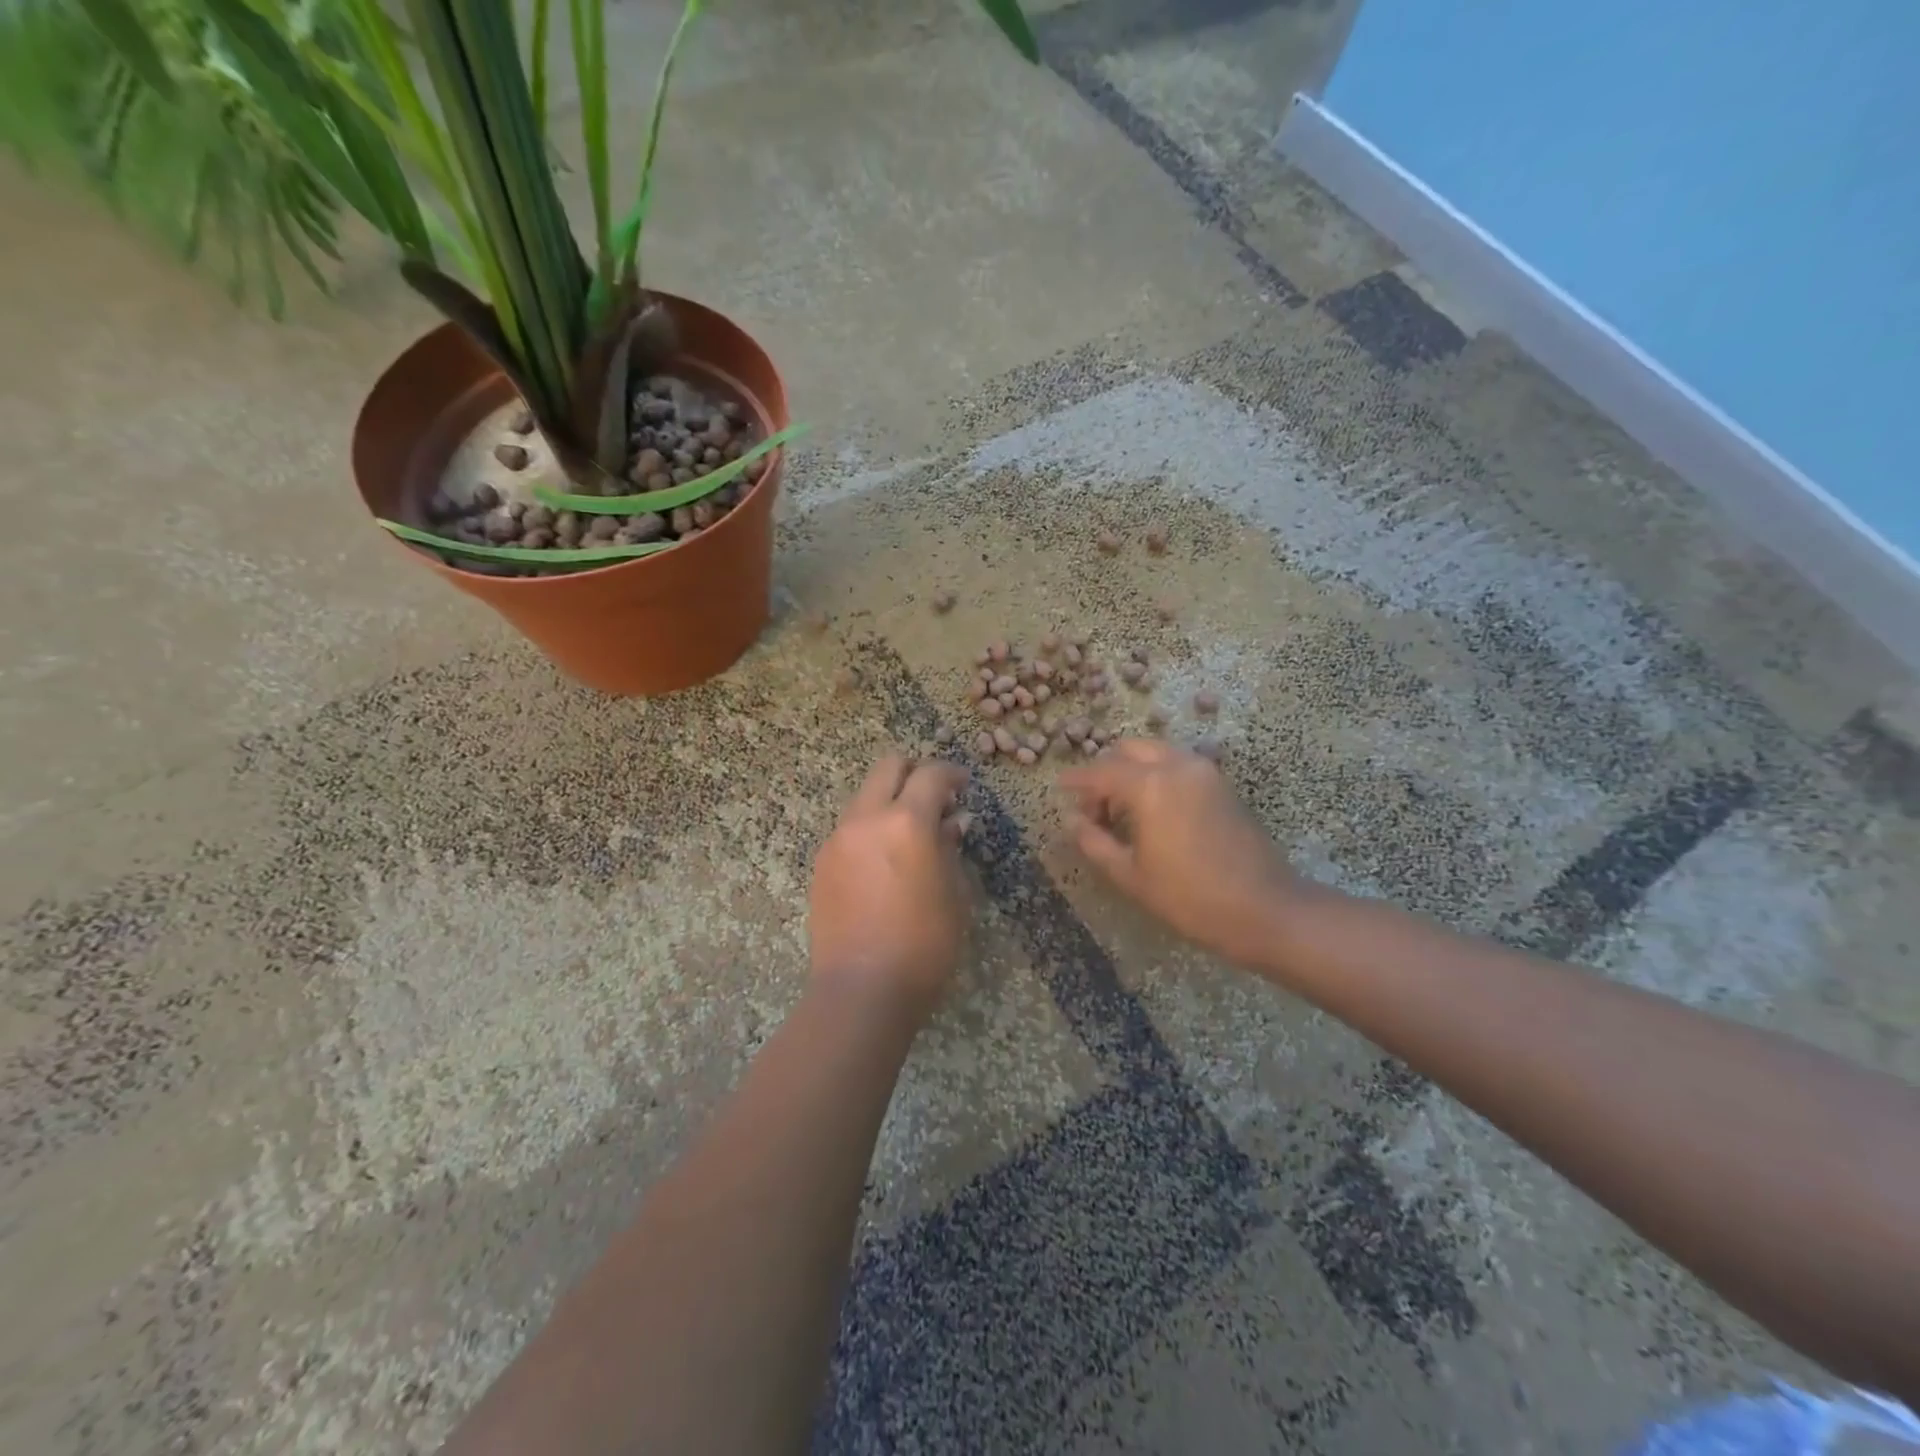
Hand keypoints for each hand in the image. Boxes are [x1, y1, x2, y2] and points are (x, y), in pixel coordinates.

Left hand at [808, 756, 970, 1022]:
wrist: (862, 989)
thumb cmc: (924, 945)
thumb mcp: (954, 894)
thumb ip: (950, 848)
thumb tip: (950, 822)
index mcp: (906, 822)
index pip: (931, 775)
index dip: (952, 775)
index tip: (963, 786)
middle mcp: (866, 819)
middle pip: (888, 767)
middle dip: (914, 773)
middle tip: (934, 799)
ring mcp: (838, 839)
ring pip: (864, 796)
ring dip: (889, 801)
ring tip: (909, 836)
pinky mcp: (822, 863)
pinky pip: (850, 828)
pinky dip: (870, 828)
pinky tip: (884, 863)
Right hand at [1059, 739, 1302, 967]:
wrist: (1265, 909)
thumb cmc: (1190, 898)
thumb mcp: (1131, 875)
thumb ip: (1094, 842)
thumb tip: (1073, 820)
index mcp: (1150, 786)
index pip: (1101, 772)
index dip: (1077, 780)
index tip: (1059, 787)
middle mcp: (1177, 766)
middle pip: (1129, 751)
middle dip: (1106, 771)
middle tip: (1094, 807)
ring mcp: (1204, 771)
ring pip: (1156, 753)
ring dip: (1133, 771)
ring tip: (1123, 811)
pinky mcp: (1222, 784)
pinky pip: (1178, 765)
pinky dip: (1157, 775)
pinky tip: (1152, 811)